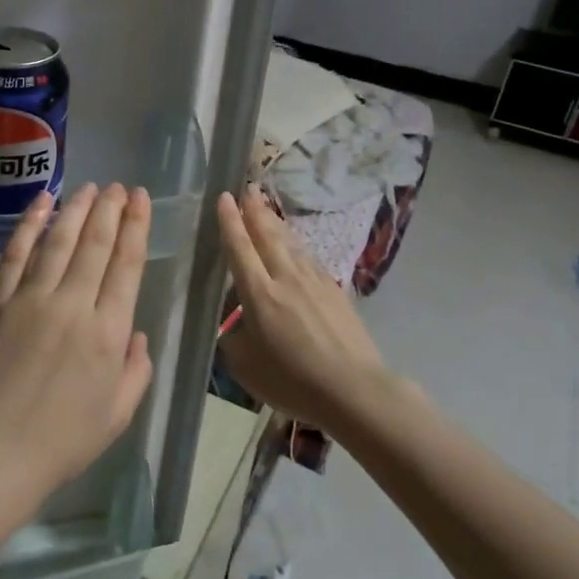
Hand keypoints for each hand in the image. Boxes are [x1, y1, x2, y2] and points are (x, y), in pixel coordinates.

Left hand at [0, 182, 155, 516]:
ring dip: (77, 210)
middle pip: (95, 244)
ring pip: (58, 241)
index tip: (141, 200)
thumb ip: (135, 370)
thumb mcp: (117, 415)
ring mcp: (30, 300)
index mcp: (107, 333)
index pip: (127, 265)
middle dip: (110, 210)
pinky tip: (43, 203)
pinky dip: (30, 225)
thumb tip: (136, 334)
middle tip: (119, 187)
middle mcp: (73, 305)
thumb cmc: (62, 441)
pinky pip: (16, 255)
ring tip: (90, 188)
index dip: (136, 227)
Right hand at [215, 188, 418, 432]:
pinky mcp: (336, 291)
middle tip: (248, 188)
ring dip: (276, 223)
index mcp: (258, 294)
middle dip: (255, 210)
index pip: (239, 248)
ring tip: (267, 208)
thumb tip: (235, 324)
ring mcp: (314, 282)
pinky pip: (309, 259)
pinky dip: (298, 246)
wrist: (354, 389)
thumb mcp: (244, 365)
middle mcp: (285, 278)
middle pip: (268, 235)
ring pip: (291, 243)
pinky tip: (297, 246)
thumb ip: (233, 338)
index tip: (224, 197)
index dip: (230, 221)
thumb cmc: (292, 380)